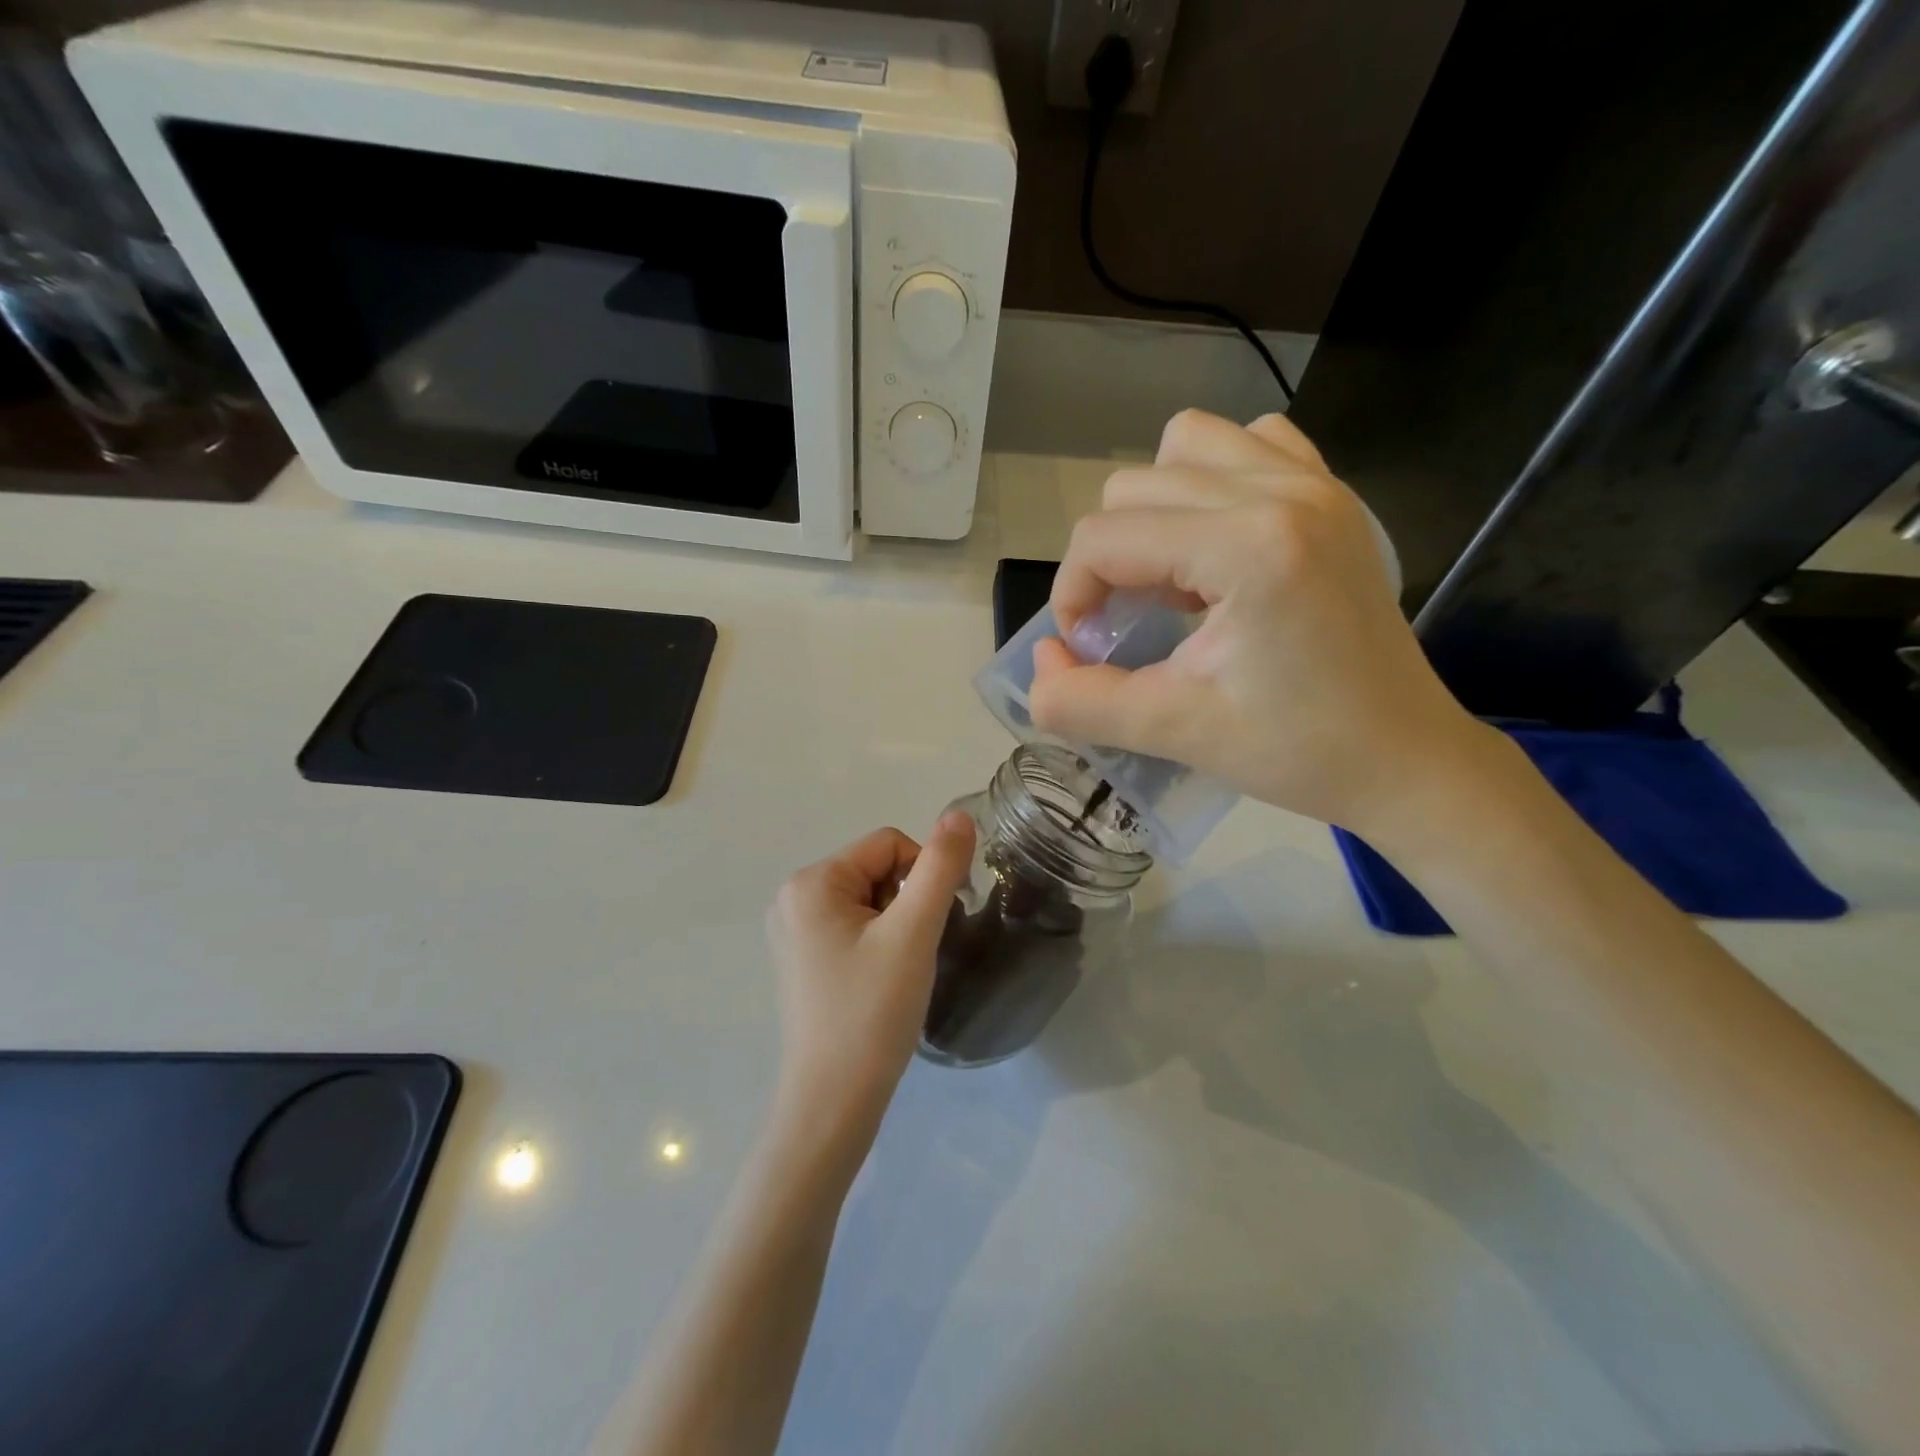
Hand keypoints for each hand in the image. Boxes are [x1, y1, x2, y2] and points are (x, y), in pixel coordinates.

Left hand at [765, 813, 975, 1141]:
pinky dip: (878, 944)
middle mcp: (793, 897)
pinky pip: (852, 927)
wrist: (832, 1104)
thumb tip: (959, 815)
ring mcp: (793, 932)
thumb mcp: (913, 933)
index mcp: (812, 882)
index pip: (889, 844)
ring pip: (869, 900)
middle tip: (912, 954)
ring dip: (896, 925)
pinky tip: (879, 983)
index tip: (927, 927)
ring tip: (897, 972)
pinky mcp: (801, 961)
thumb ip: (939, 868)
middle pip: (876, 870)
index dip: (922, 876)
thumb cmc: (872, 1012)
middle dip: (907, 903)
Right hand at [1030, 408, 1495, 838]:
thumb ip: (1081, 703)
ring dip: (1154, 510)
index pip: (1104, 537)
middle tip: (1132, 625)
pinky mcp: (1331, 493)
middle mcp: (1280, 491)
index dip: (1072, 595)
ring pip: (1183, 446)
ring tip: (1175, 577)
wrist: (1404, 758)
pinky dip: (1211, 482)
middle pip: (1132, 487)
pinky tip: (1219, 544)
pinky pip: (1246, 444)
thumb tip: (1039, 665)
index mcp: (1247, 547)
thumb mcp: (1174, 732)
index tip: (1089, 650)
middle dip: (1108, 559)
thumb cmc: (1297, 750)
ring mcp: (1313, 482)